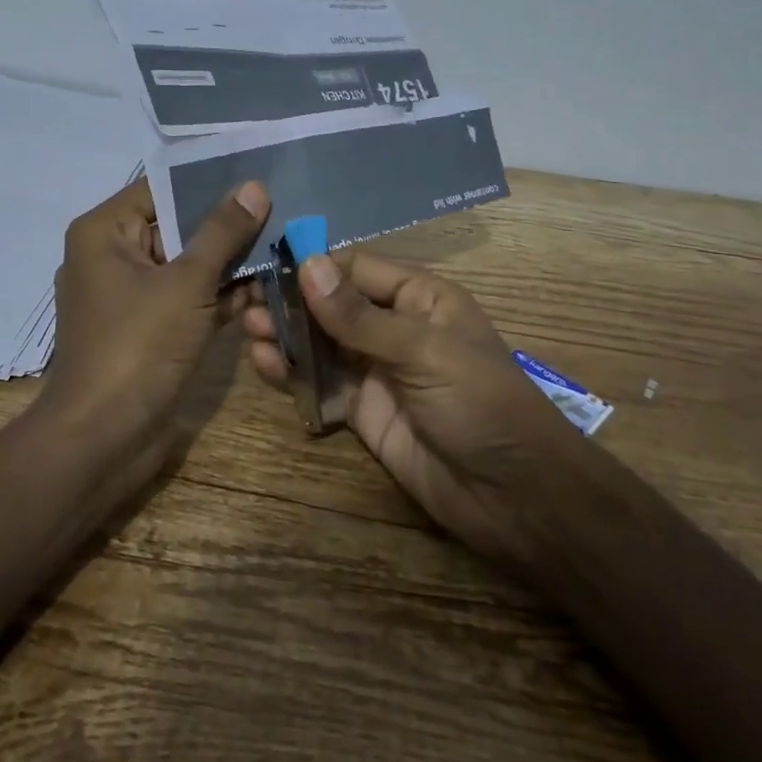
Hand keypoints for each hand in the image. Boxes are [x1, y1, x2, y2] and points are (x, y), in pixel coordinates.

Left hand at [43, 177, 269, 471]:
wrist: (102, 439)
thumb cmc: (138, 346)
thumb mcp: (186, 283)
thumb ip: (222, 232)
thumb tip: (254, 186)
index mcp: (104, 232)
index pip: (161, 189)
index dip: (209, 183)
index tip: (259, 179)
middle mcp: (110, 256)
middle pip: (176, 227)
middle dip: (227, 228)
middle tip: (282, 215)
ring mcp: (128, 296)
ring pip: (185, 266)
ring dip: (229, 266)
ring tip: (282, 251)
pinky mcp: (146, 329)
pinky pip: (184, 299)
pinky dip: (217, 297)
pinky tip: (265, 292)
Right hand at [245, 249, 578, 570]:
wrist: (515, 497)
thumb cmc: (480, 403)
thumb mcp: (422, 351)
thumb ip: (359, 316)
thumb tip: (307, 264)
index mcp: (420, 297)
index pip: (356, 268)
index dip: (314, 265)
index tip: (266, 264)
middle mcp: (394, 327)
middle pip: (333, 304)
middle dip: (292, 302)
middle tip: (246, 303)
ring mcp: (377, 370)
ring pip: (322, 343)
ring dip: (287, 335)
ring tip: (249, 331)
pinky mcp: (363, 411)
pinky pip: (321, 385)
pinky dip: (293, 375)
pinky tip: (265, 366)